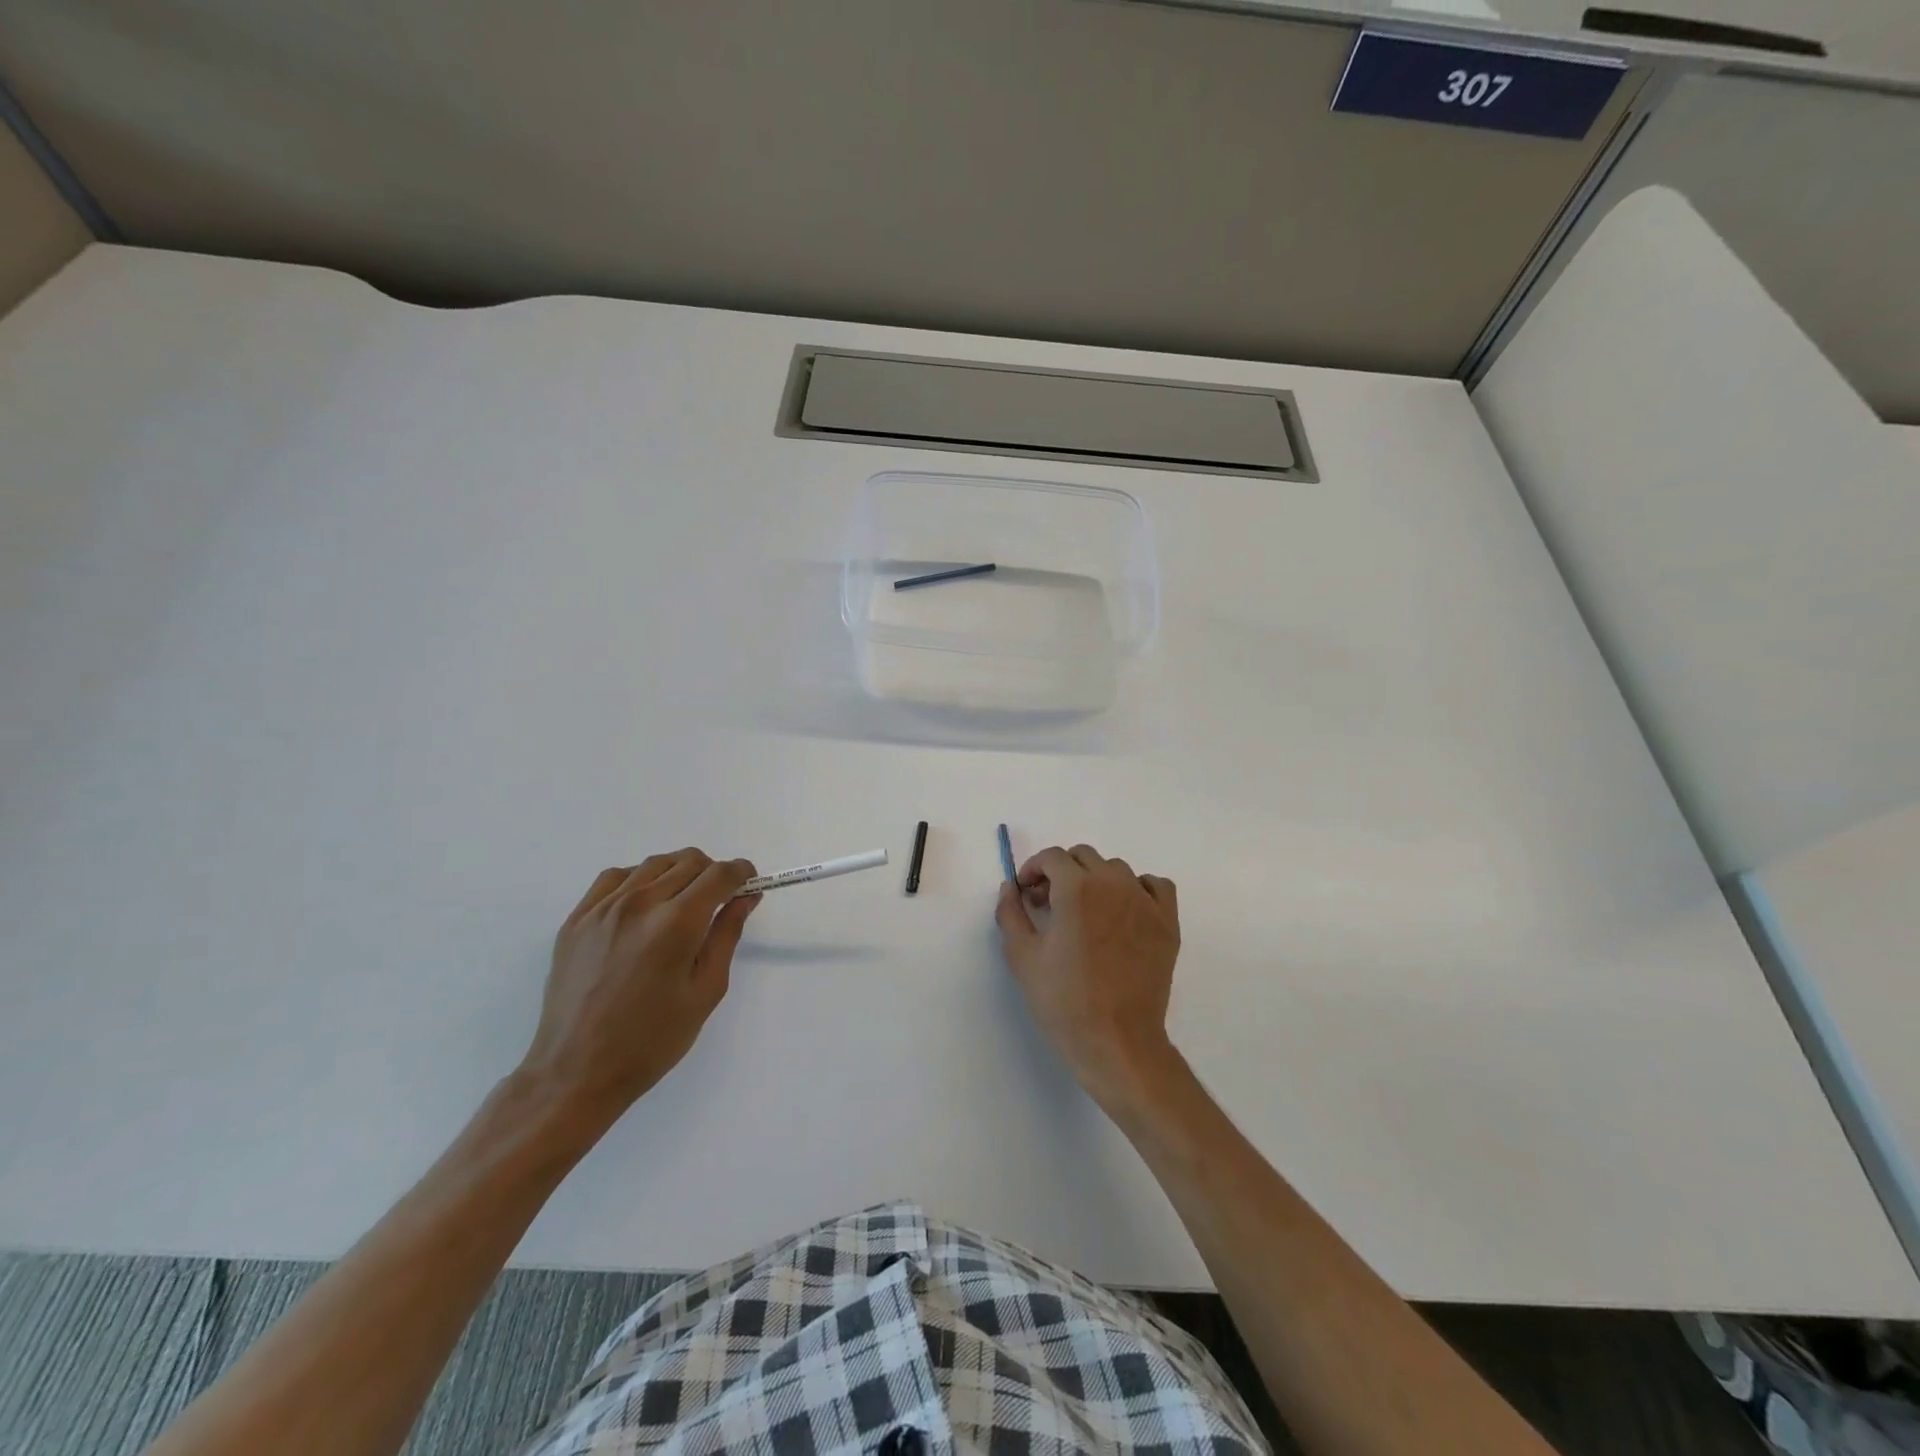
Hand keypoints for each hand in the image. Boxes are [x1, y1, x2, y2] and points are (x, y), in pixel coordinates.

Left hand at [519, 849, 758, 1123]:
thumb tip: (746, 896)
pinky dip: (639, 879)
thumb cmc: (652, 1040)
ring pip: (654, 864)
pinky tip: (644, 905)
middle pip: (689, 861)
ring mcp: (603, 908)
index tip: (749, 884)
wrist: (576, 1072)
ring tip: (682, 904)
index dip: (742, 873)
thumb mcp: (706, 991)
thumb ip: (727, 935)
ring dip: (679, 873)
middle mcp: (640, 904)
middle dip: (713, 873)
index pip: (720, 874)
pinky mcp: (577, 919)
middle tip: (718, 901)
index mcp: (677, 924)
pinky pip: (615, 877)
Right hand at [995, 844, 1181, 1108]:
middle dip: (1061, 873)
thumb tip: (1011, 887)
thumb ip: (1010, 912)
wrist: (1115, 1040)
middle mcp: (1113, 883)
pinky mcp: (1167, 922)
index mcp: (1076, 887)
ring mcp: (1145, 901)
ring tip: (1085, 912)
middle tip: (1049, 905)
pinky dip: (1138, 888)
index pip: (1052, 857)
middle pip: (1084, 857)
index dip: (1034, 870)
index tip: (1027, 894)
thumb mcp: (1022, 955)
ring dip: (1096, 880)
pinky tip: (1124, 911)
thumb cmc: (1063, 1000)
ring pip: (1117, 870)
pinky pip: (1155, 886)